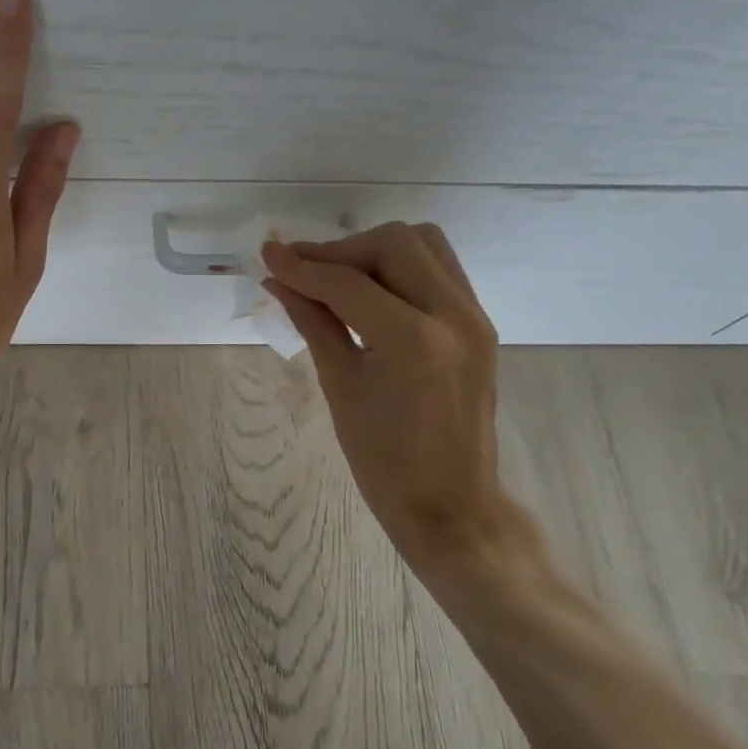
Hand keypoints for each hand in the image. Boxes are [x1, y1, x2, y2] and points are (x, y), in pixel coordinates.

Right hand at [262, 223, 546, 579]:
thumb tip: (278, 280)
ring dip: (374, 251)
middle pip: (395, 243)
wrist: (452, 505)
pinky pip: (439, 269)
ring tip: (337, 279)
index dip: (302, 266)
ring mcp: (475, 317)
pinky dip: (399, 268)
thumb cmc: (384, 460)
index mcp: (414, 341)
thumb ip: (312, 320)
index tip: (268, 255)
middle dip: (342, 251)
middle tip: (304, 272)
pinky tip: (370, 293)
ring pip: (424, 244)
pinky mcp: (480, 324)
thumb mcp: (339, 385)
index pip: (348, 282)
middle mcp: (454, 316)